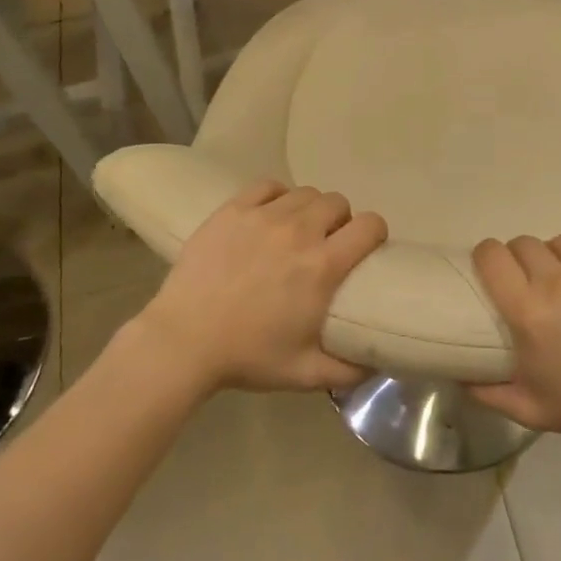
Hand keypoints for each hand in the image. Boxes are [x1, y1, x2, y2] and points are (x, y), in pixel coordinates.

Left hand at [133, 179, 386, 394]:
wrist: (183, 341)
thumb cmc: (247, 357)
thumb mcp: (306, 374)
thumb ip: (350, 371)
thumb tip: (378, 363)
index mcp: (323, 266)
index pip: (370, 225)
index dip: (375, 232)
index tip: (367, 247)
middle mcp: (299, 232)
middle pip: (338, 203)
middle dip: (341, 220)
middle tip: (328, 243)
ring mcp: (263, 216)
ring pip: (305, 192)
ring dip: (310, 208)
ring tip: (298, 229)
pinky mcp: (233, 210)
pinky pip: (268, 186)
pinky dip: (277, 196)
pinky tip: (270, 214)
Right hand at [468, 235, 560, 454]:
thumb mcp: (531, 410)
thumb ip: (486, 392)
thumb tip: (456, 373)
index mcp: (528, 311)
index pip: (491, 255)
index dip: (487, 257)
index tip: (492, 269)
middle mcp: (558, 279)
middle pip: (524, 243)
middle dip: (522, 260)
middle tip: (534, 284)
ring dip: (559, 258)